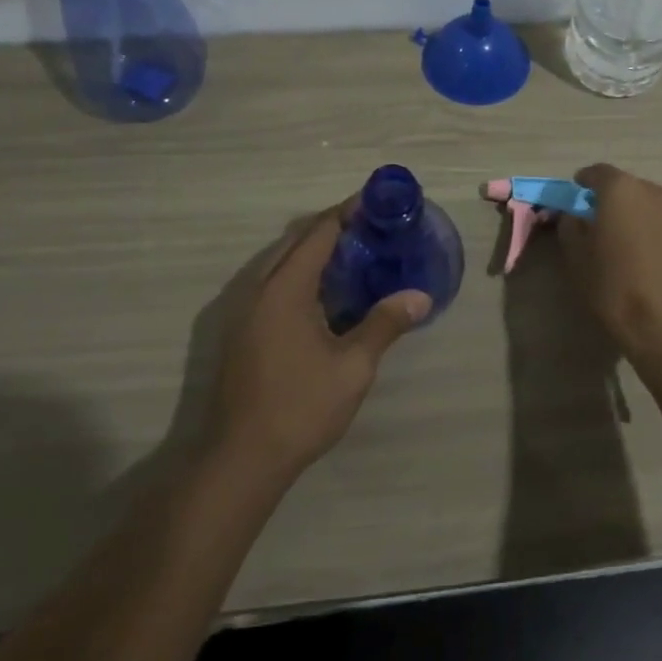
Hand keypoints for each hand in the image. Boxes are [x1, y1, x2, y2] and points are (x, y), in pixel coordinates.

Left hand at [207, 203, 430, 481]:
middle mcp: (259, 288)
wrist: (240, 459)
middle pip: (296, 240)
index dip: (348, 211)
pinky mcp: (241, 330)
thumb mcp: (353, 366)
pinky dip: (300, 272)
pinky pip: (273, 282)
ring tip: (355, 253)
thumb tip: (421, 296)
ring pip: (281, 261)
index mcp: (285, 288)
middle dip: (332, 226)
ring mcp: (245, 310)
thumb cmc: (300, 407)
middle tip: (373, 226)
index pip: (319, 232)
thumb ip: (385, 323)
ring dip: (313, 249)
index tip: (378, 201)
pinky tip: (326, 293)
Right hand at [558, 164, 661, 360]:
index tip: (577, 196)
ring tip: (632, 250)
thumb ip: (571, 227)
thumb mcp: (577, 259)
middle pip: (629, 188)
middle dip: (614, 203)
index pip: (598, 173)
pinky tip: (656, 265)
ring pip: (654, 208)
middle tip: (603, 228)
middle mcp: (657, 193)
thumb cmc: (616, 290)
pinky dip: (661, 237)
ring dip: (640, 220)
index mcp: (622, 191)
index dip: (585, 183)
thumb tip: (575, 216)